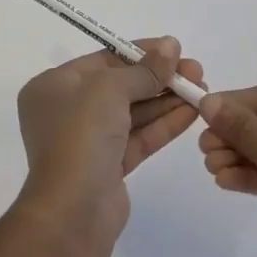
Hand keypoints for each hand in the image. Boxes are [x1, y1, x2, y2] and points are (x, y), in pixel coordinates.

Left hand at [16, 38, 202, 236]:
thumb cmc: (81, 134)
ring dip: (167, 100)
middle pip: (121, 85)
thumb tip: (171, 45)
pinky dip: (164, 124)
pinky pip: (139, 137)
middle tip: (196, 71)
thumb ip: (144, 70)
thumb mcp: (110, 89)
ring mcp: (88, 141)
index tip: (175, 48)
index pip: (104, 60)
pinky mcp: (109, 168)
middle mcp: (67, 111)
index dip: (141, 52)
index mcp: (54, 86)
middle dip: (159, 78)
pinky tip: (192, 112)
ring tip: (202, 89)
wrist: (72, 212)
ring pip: (133, 113)